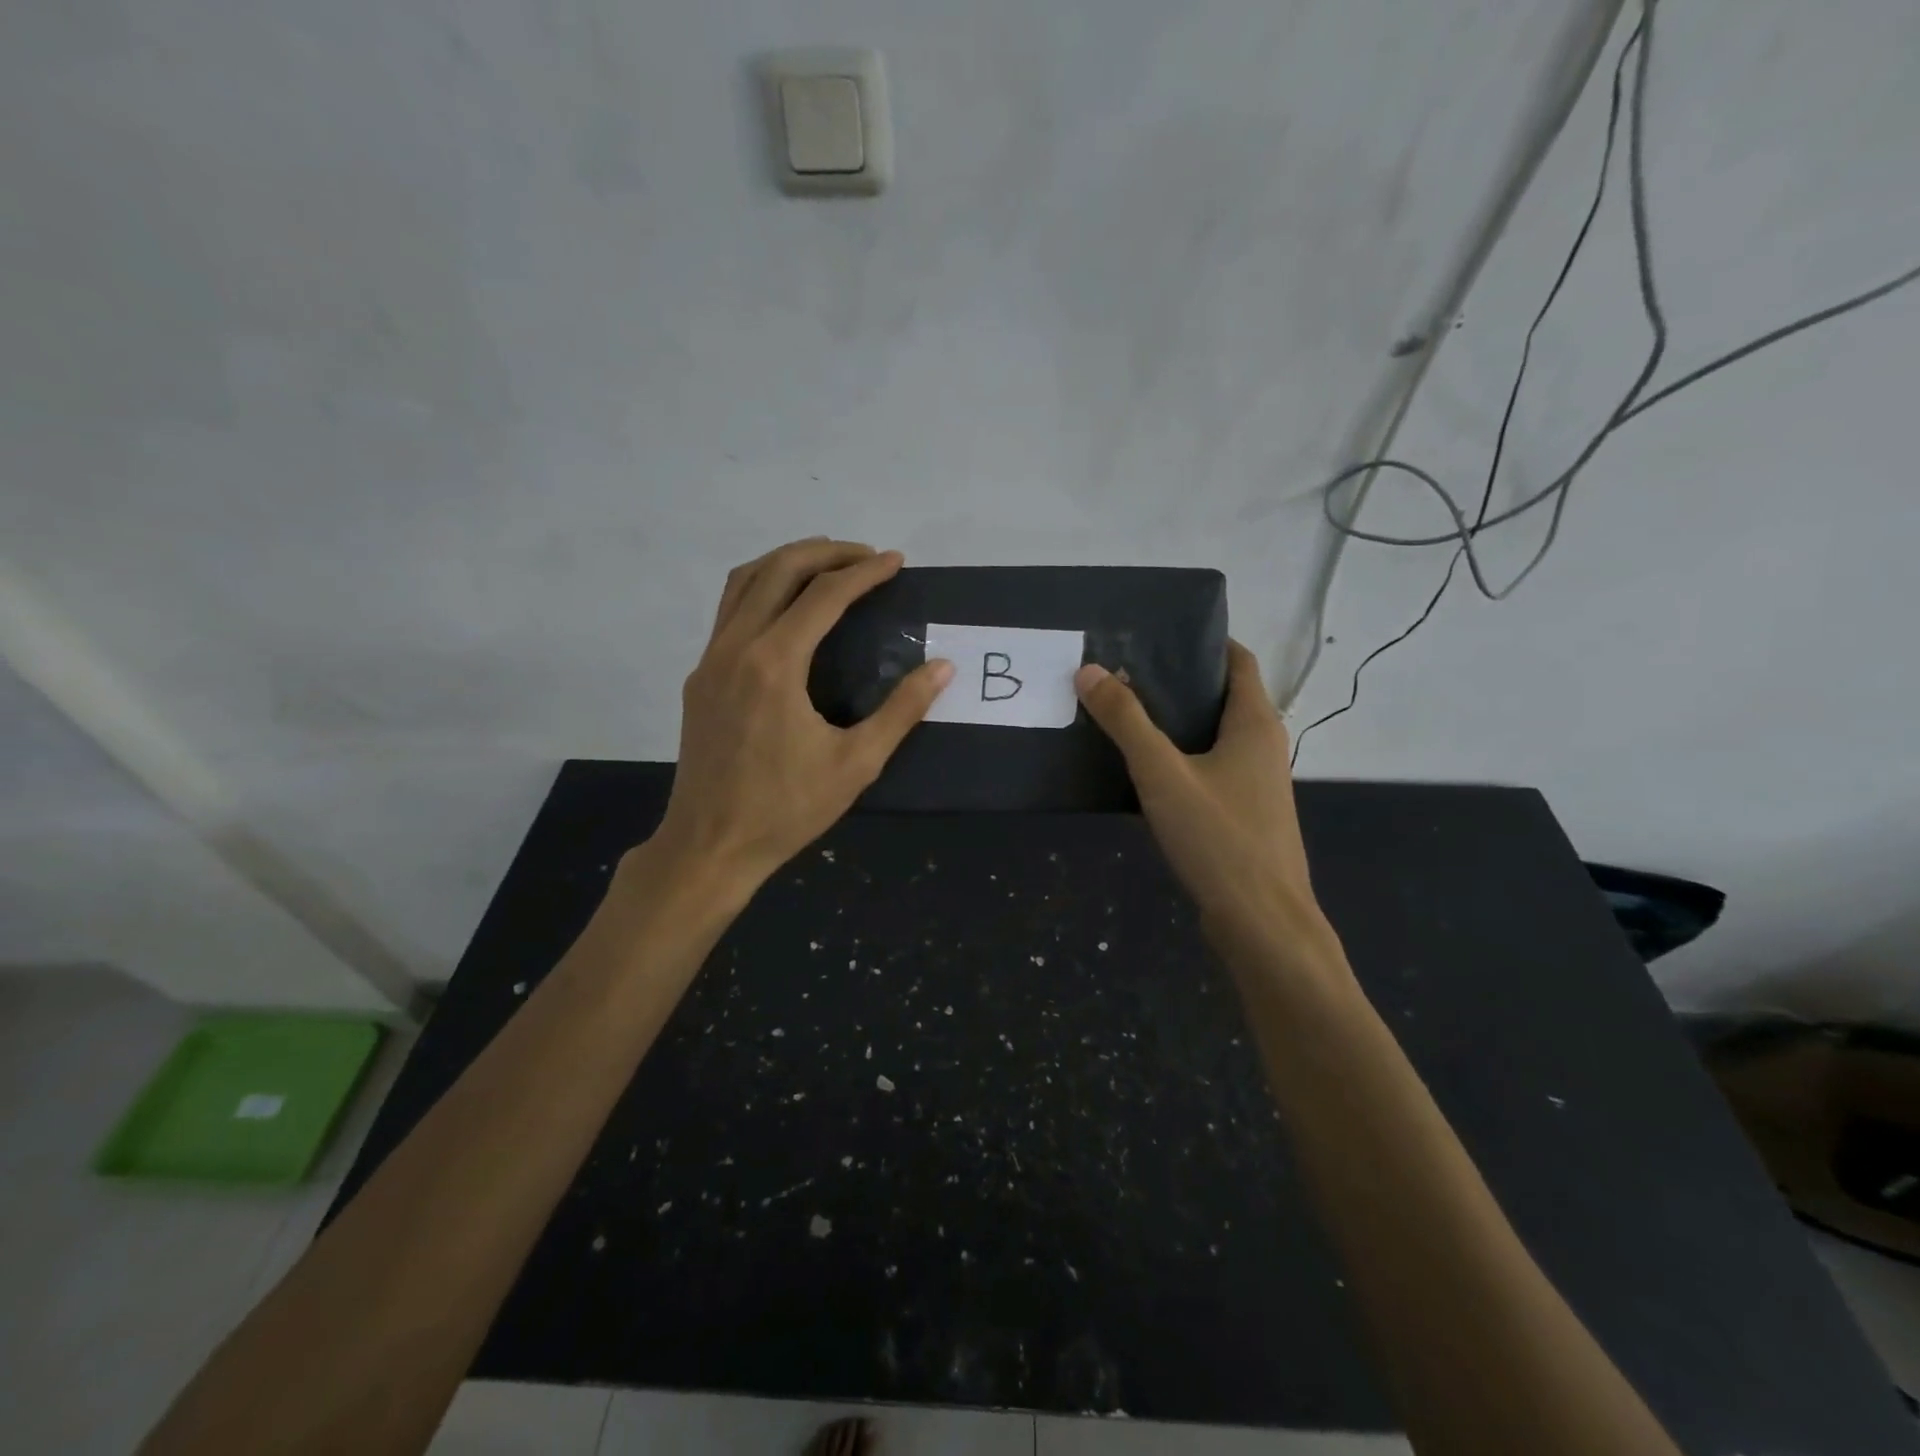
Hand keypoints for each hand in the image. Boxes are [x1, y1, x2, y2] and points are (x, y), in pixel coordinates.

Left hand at [651, 538, 953, 896]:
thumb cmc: (786, 809)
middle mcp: (736, 648)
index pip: (824, 594)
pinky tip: (788, 612)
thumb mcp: (857, 764)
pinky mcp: (700, 678)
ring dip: (787, 562)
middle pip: (778, 570)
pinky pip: (729, 611)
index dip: (865, 572)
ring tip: (828, 567)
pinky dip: (762, 589)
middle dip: (826, 552)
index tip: (896, 563)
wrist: (709, 845)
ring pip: (743, 582)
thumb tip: (942, 667)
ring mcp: (710, 660)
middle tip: (866, 557)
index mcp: (775, 664)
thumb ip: (901, 711)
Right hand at [1075, 642, 1333, 965]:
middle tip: (1122, 673)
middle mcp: (1263, 745)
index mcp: (1255, 723)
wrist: (1262, 922)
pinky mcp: (1244, 814)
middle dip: (1177, 681)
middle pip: (1222, 696)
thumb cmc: (1219, 839)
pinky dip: (1180, 758)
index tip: (1155, 635)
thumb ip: (1126, 721)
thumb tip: (1089, 670)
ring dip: (1175, 722)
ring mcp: (1256, 783)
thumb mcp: (1163, 774)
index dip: (1203, 642)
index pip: (1238, 660)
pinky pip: (1210, 769)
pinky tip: (1141, 771)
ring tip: (1123, 714)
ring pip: (1214, 736)